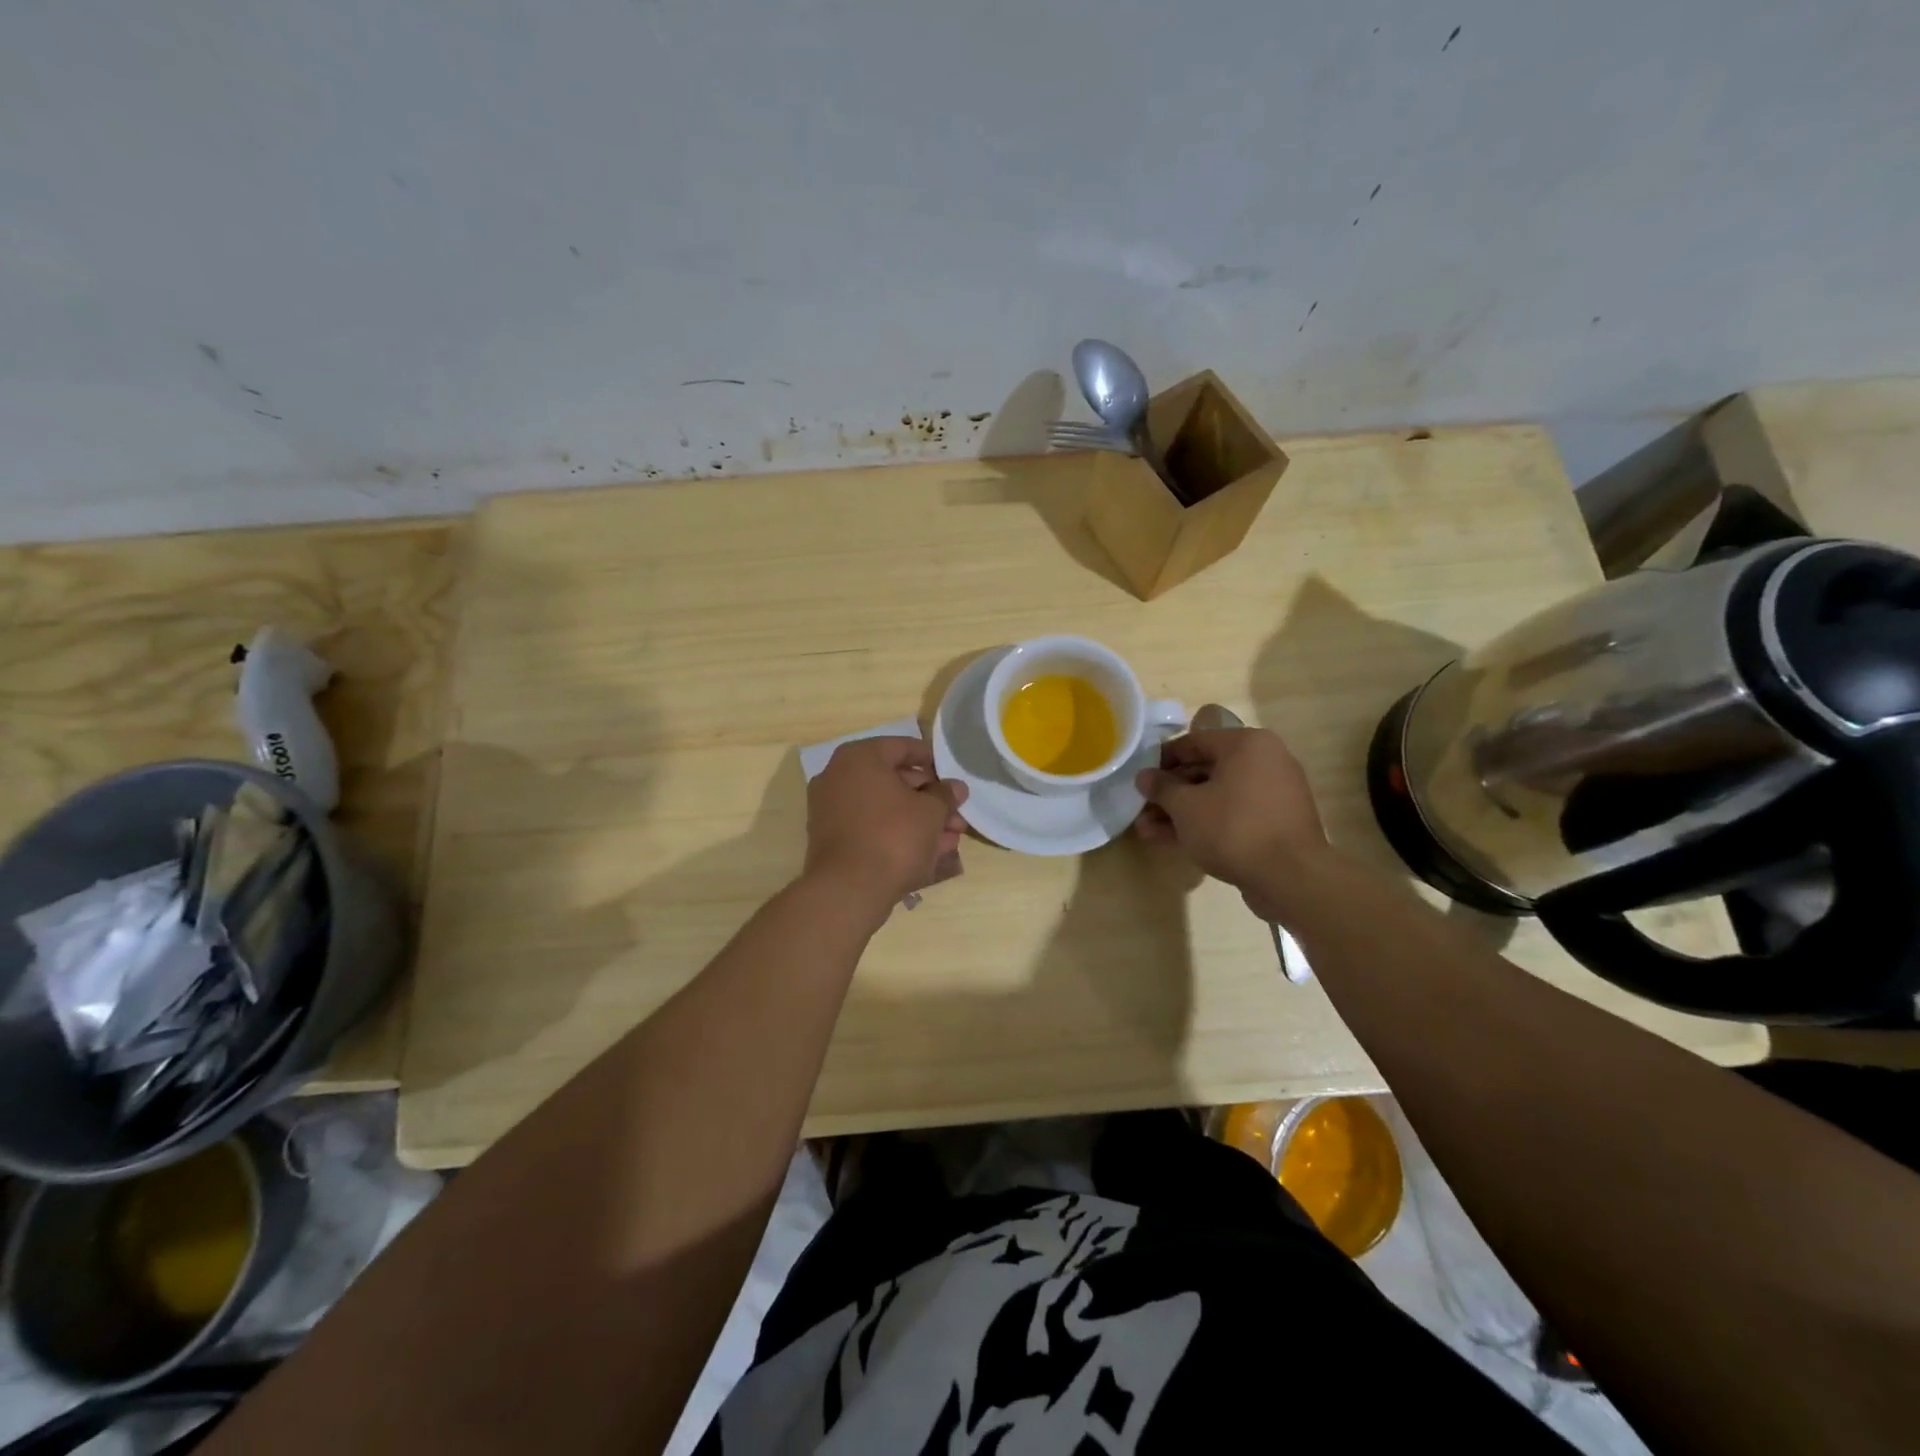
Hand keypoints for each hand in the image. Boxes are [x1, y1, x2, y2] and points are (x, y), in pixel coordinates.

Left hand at [803, 737, 968, 912]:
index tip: (953, 777)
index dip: (932, 761)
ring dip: (920, 822)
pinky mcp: (833, 842)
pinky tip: (929, 853)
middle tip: (957, 815)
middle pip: (894, 781)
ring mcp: (832, 811)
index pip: (902, 748)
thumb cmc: (894, 836)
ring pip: (886, 810)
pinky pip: (872, 830)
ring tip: (951, 839)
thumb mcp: (931, 812)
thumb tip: (955, 787)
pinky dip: (898, 836)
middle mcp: (839, 778)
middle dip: (930, 800)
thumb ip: (945, 794)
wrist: (849, 890)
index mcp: (859, 758)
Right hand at [1135, 712, 1326, 918]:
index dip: (1161, 760)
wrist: (1291, 878)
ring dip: (1182, 812)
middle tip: (1141, 809)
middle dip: (1170, 793)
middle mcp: (1266, 760)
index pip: (1193, 741)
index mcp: (1247, 744)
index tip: (1140, 779)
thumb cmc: (1233, 828)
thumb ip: (1162, 788)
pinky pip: (1234, 814)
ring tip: (1148, 832)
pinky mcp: (1277, 823)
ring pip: (1217, 796)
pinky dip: (1207, 823)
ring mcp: (1274, 793)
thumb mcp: (1186, 807)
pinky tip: (1176, 841)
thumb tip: (1144, 777)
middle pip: (1205, 770)